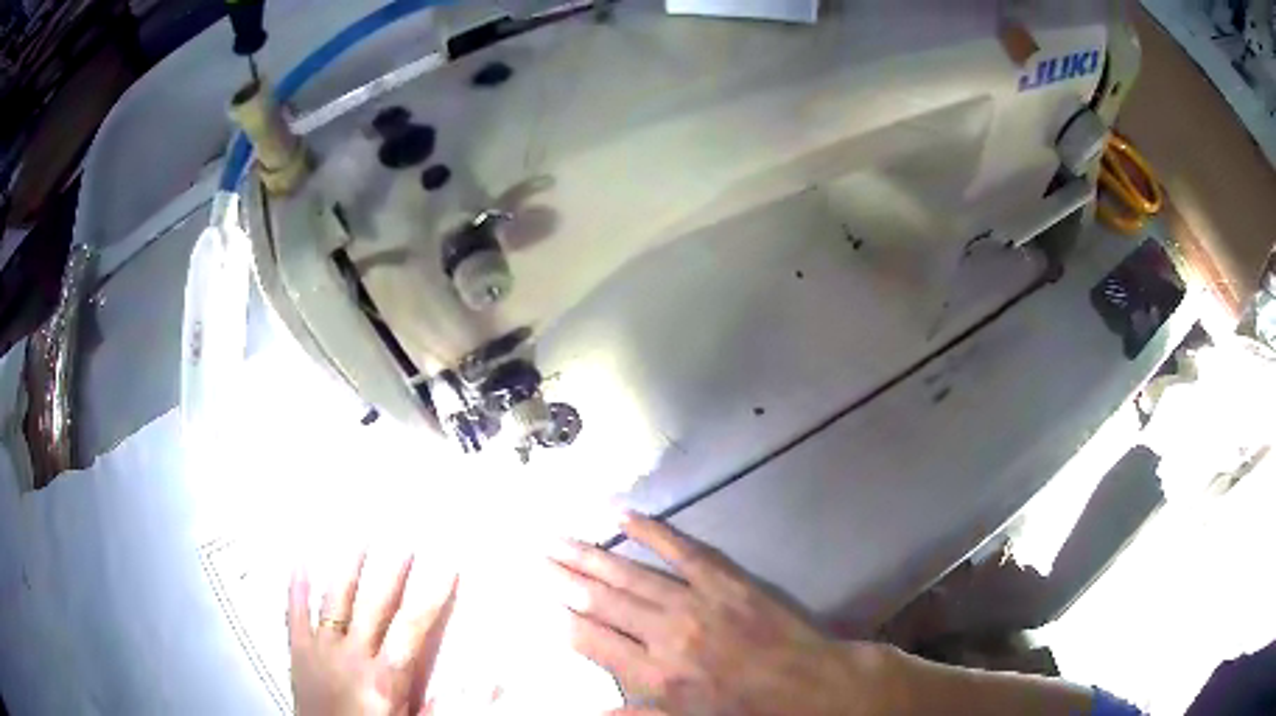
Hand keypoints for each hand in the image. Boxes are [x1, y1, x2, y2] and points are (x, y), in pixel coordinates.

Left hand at [289, 551, 457, 715]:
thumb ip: (438, 704)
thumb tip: (481, 686)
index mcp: (384, 678)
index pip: (413, 628)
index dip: (432, 596)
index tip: (446, 570)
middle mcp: (352, 656)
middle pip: (375, 604)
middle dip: (393, 571)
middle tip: (405, 542)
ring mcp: (321, 649)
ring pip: (335, 599)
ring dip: (349, 567)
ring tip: (359, 538)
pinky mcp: (298, 650)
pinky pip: (294, 612)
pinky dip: (296, 586)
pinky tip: (299, 561)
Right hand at [547, 513, 897, 715]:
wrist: (813, 686)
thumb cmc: (748, 711)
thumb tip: (588, 711)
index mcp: (656, 677)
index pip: (592, 641)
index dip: (562, 619)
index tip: (541, 599)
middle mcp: (667, 635)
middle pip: (602, 602)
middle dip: (563, 579)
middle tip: (535, 556)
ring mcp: (697, 602)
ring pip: (630, 575)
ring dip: (589, 556)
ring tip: (557, 539)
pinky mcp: (725, 579)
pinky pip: (680, 549)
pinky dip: (649, 530)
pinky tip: (619, 514)